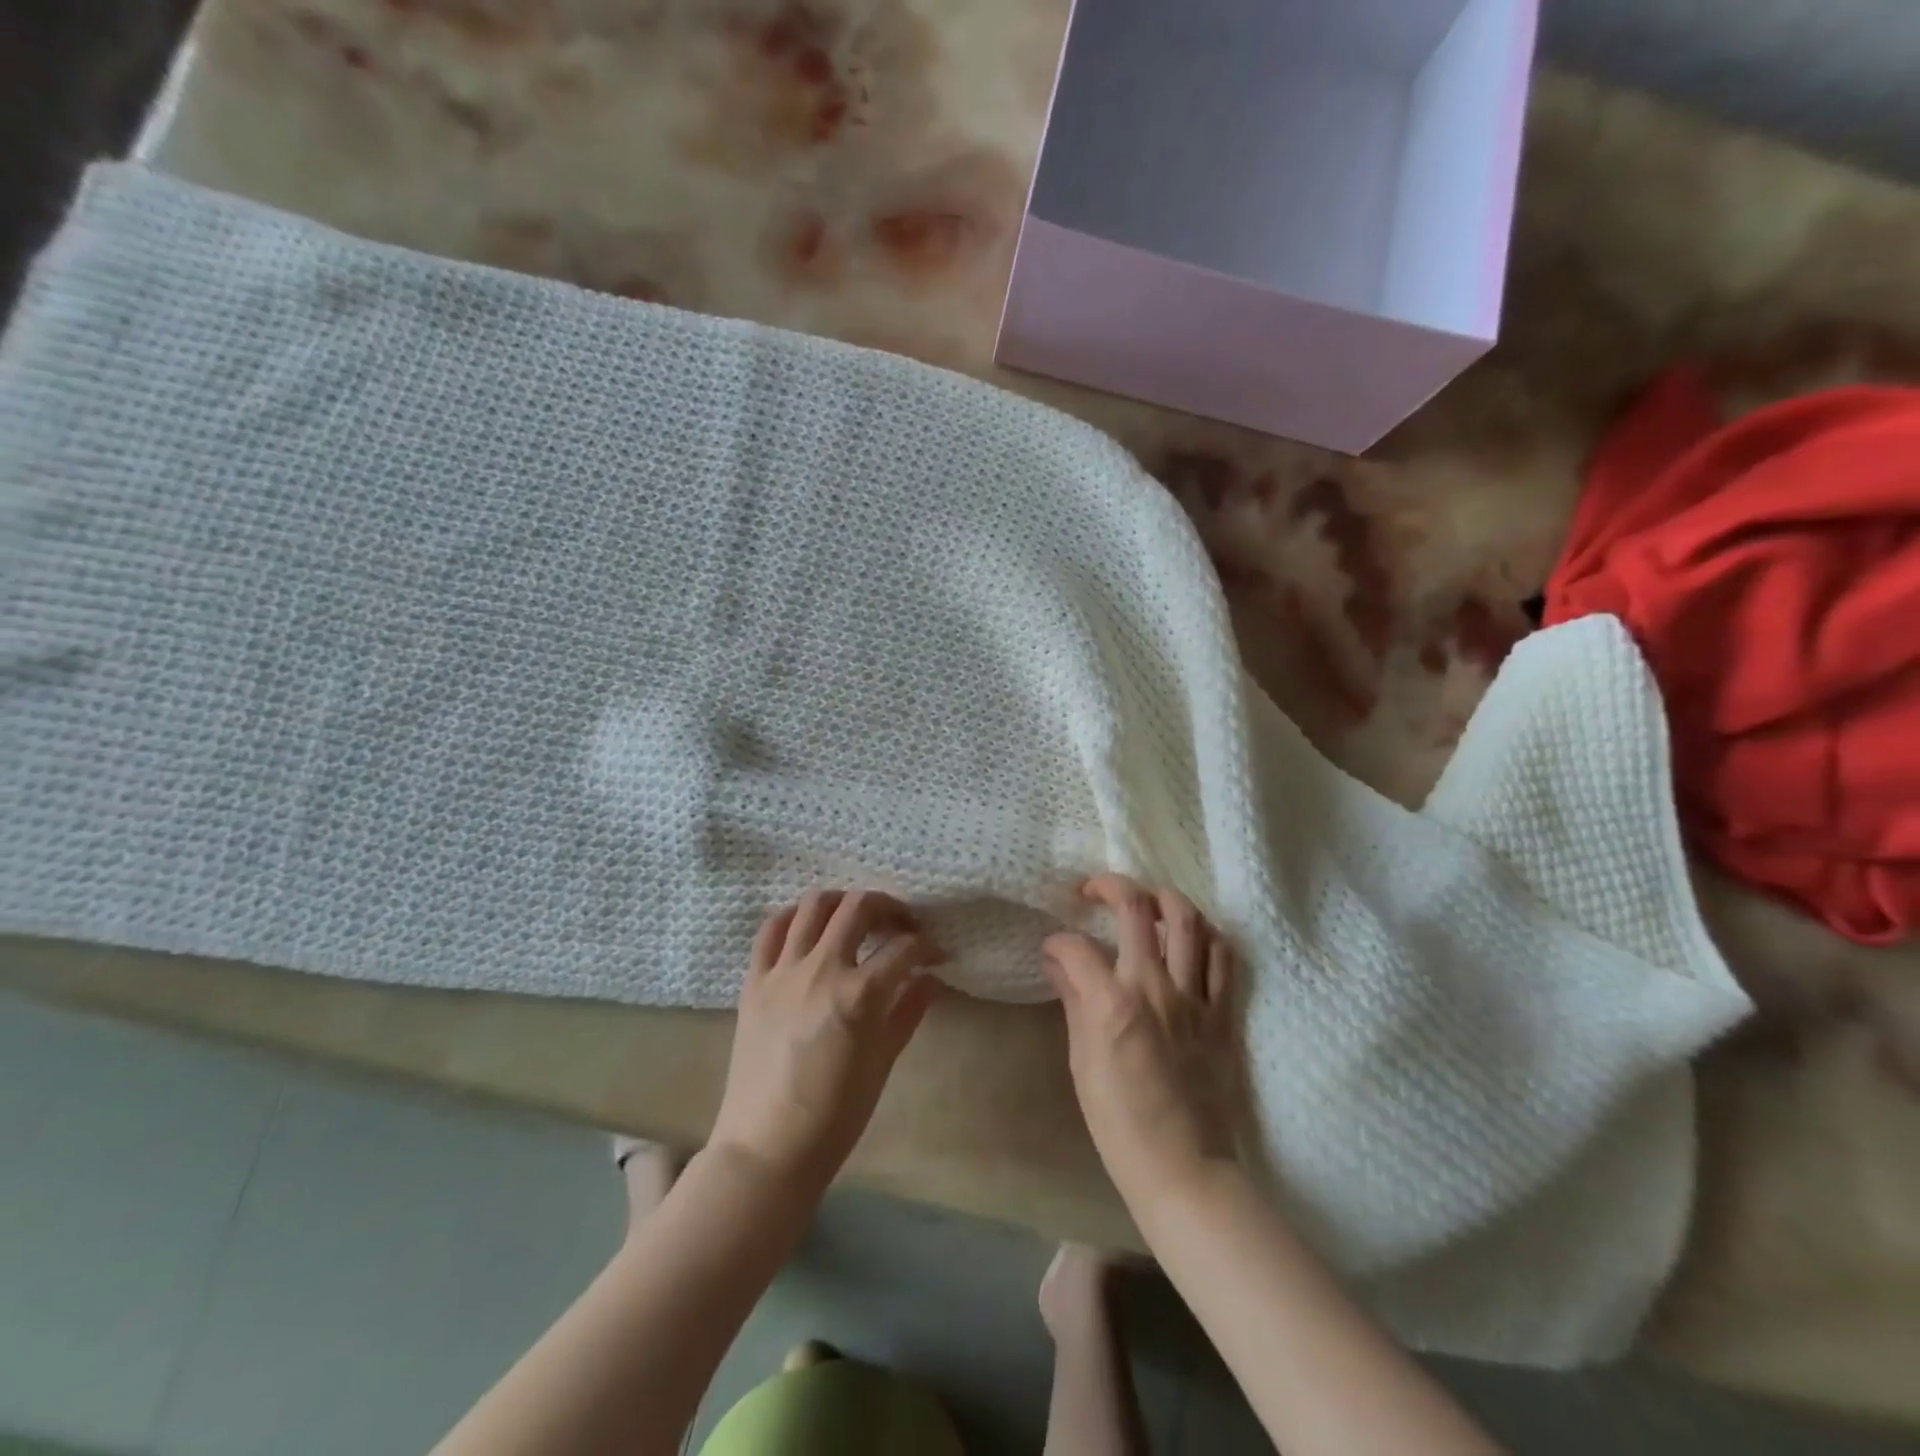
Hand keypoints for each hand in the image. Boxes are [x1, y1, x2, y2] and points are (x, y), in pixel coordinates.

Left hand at [709, 889, 942, 1194]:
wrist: (767, 1149)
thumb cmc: (835, 1116)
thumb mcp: (883, 1062)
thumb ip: (908, 1011)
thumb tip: (928, 979)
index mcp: (860, 995)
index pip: (904, 949)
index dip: (927, 946)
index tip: (936, 954)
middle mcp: (822, 970)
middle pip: (859, 907)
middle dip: (889, 907)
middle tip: (901, 925)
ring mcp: (782, 972)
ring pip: (814, 906)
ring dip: (843, 903)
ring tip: (856, 919)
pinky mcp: (754, 981)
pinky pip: (770, 930)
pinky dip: (793, 917)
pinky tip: (808, 927)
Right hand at [1043, 874, 1245, 1212]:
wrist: (1183, 1168)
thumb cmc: (1119, 1123)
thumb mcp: (1082, 1061)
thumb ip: (1074, 1000)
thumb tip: (1058, 961)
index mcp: (1112, 1003)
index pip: (1076, 947)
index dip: (1058, 941)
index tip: (1053, 949)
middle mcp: (1155, 987)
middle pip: (1137, 908)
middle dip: (1110, 886)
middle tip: (1095, 891)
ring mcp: (1195, 998)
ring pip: (1188, 920)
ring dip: (1165, 899)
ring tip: (1148, 904)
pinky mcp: (1224, 1014)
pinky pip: (1223, 957)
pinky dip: (1207, 936)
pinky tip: (1191, 938)